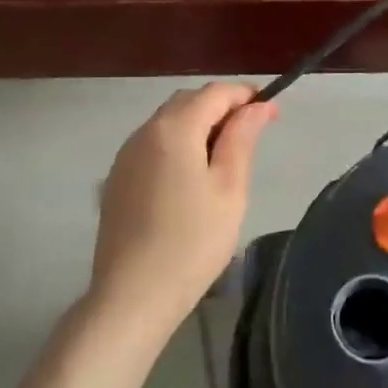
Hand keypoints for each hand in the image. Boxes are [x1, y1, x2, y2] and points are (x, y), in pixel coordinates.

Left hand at [88, 83, 276, 340]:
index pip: (214, 93)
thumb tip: (259, 106)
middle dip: (221, 108)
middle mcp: (144, 132)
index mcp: (174, 129)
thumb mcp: (229, 189)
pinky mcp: (116, 180)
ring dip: (197, 126)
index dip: (245, 95)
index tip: (271, 112)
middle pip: (187, 102)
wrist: (133, 295)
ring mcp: (125, 156)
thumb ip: (242, 139)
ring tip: (224, 158)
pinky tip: (190, 178)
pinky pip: (151, 146)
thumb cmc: (193, 242)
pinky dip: (176, 145)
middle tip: (251, 135)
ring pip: (167, 123)